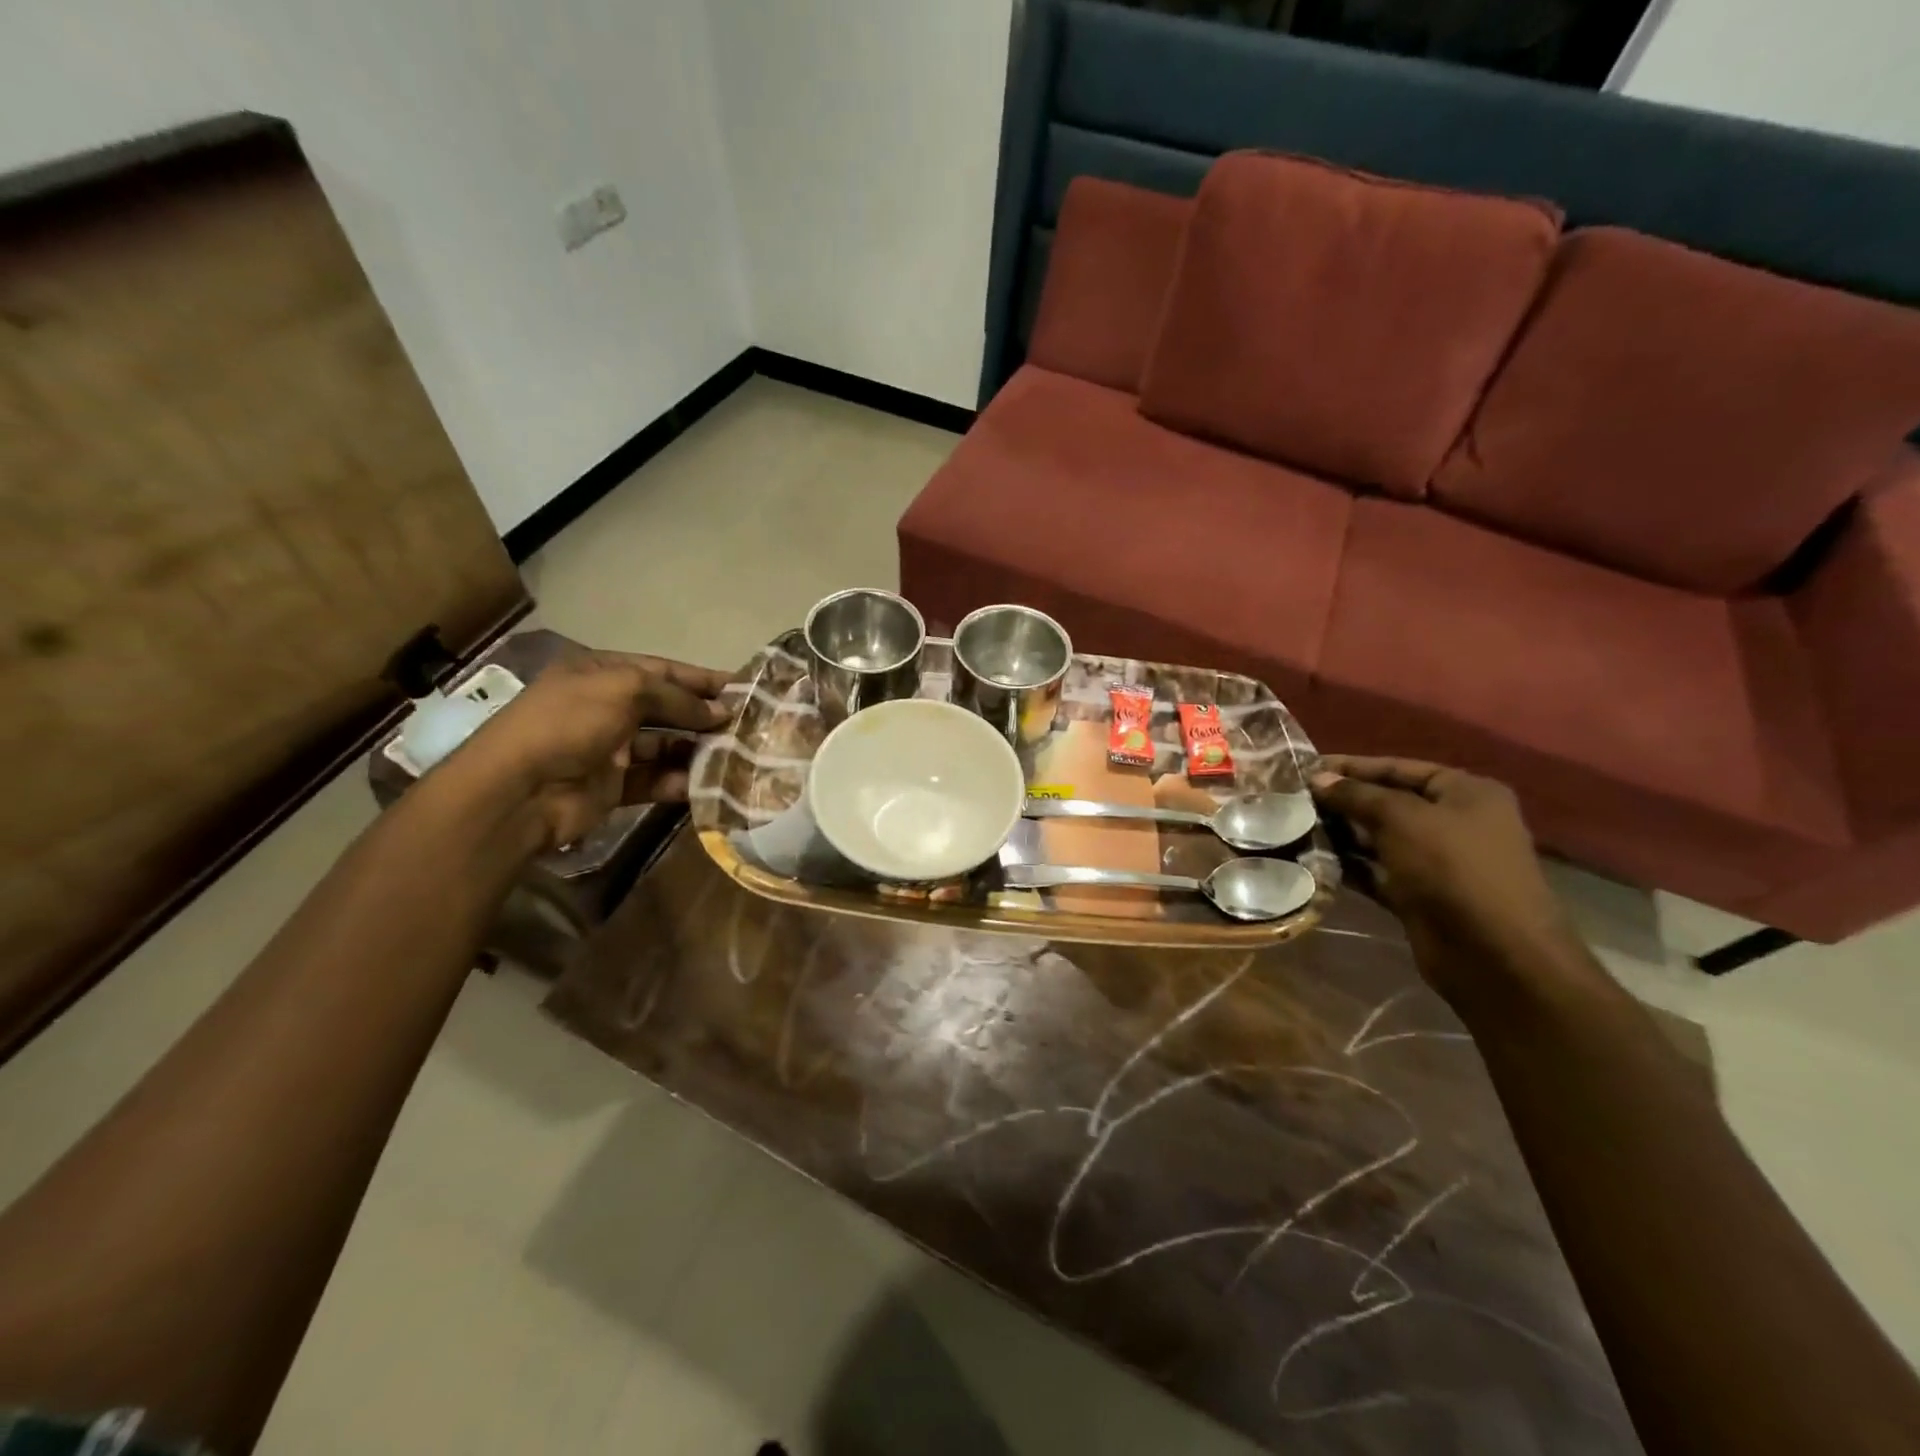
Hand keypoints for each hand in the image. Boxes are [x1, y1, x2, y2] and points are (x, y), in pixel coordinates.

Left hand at [453, 650, 732, 851]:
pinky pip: (656, 780)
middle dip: (704, 715)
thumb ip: (677, 697)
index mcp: (601, 674)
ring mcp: (609, 749)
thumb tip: (720, 711)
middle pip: (666, 709)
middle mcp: (605, 708)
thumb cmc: (569, 723)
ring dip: (697, 750)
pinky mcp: (614, 787)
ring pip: (665, 746)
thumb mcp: (625, 690)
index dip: (701, 679)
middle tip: (748, 725)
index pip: (662, 670)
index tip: (742, 687)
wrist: (519, 791)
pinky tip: (709, 784)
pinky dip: (680, 782)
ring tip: (736, 754)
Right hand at [1309, 756, 1578, 1007]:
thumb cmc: (1453, 869)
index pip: (1400, 768)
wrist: (1494, 954)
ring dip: (1341, 833)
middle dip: (1343, 801)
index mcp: (1466, 793)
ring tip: (1295, 826)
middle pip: (1388, 803)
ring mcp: (1438, 862)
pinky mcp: (1419, 895)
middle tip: (1293, 799)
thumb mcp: (1402, 818)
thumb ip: (1357, 795)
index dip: (1353, 766)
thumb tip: (1317, 779)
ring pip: (1379, 838)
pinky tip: (1313, 859)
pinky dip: (1349, 865)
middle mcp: (1455, 823)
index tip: (1306, 767)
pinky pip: (1377, 871)